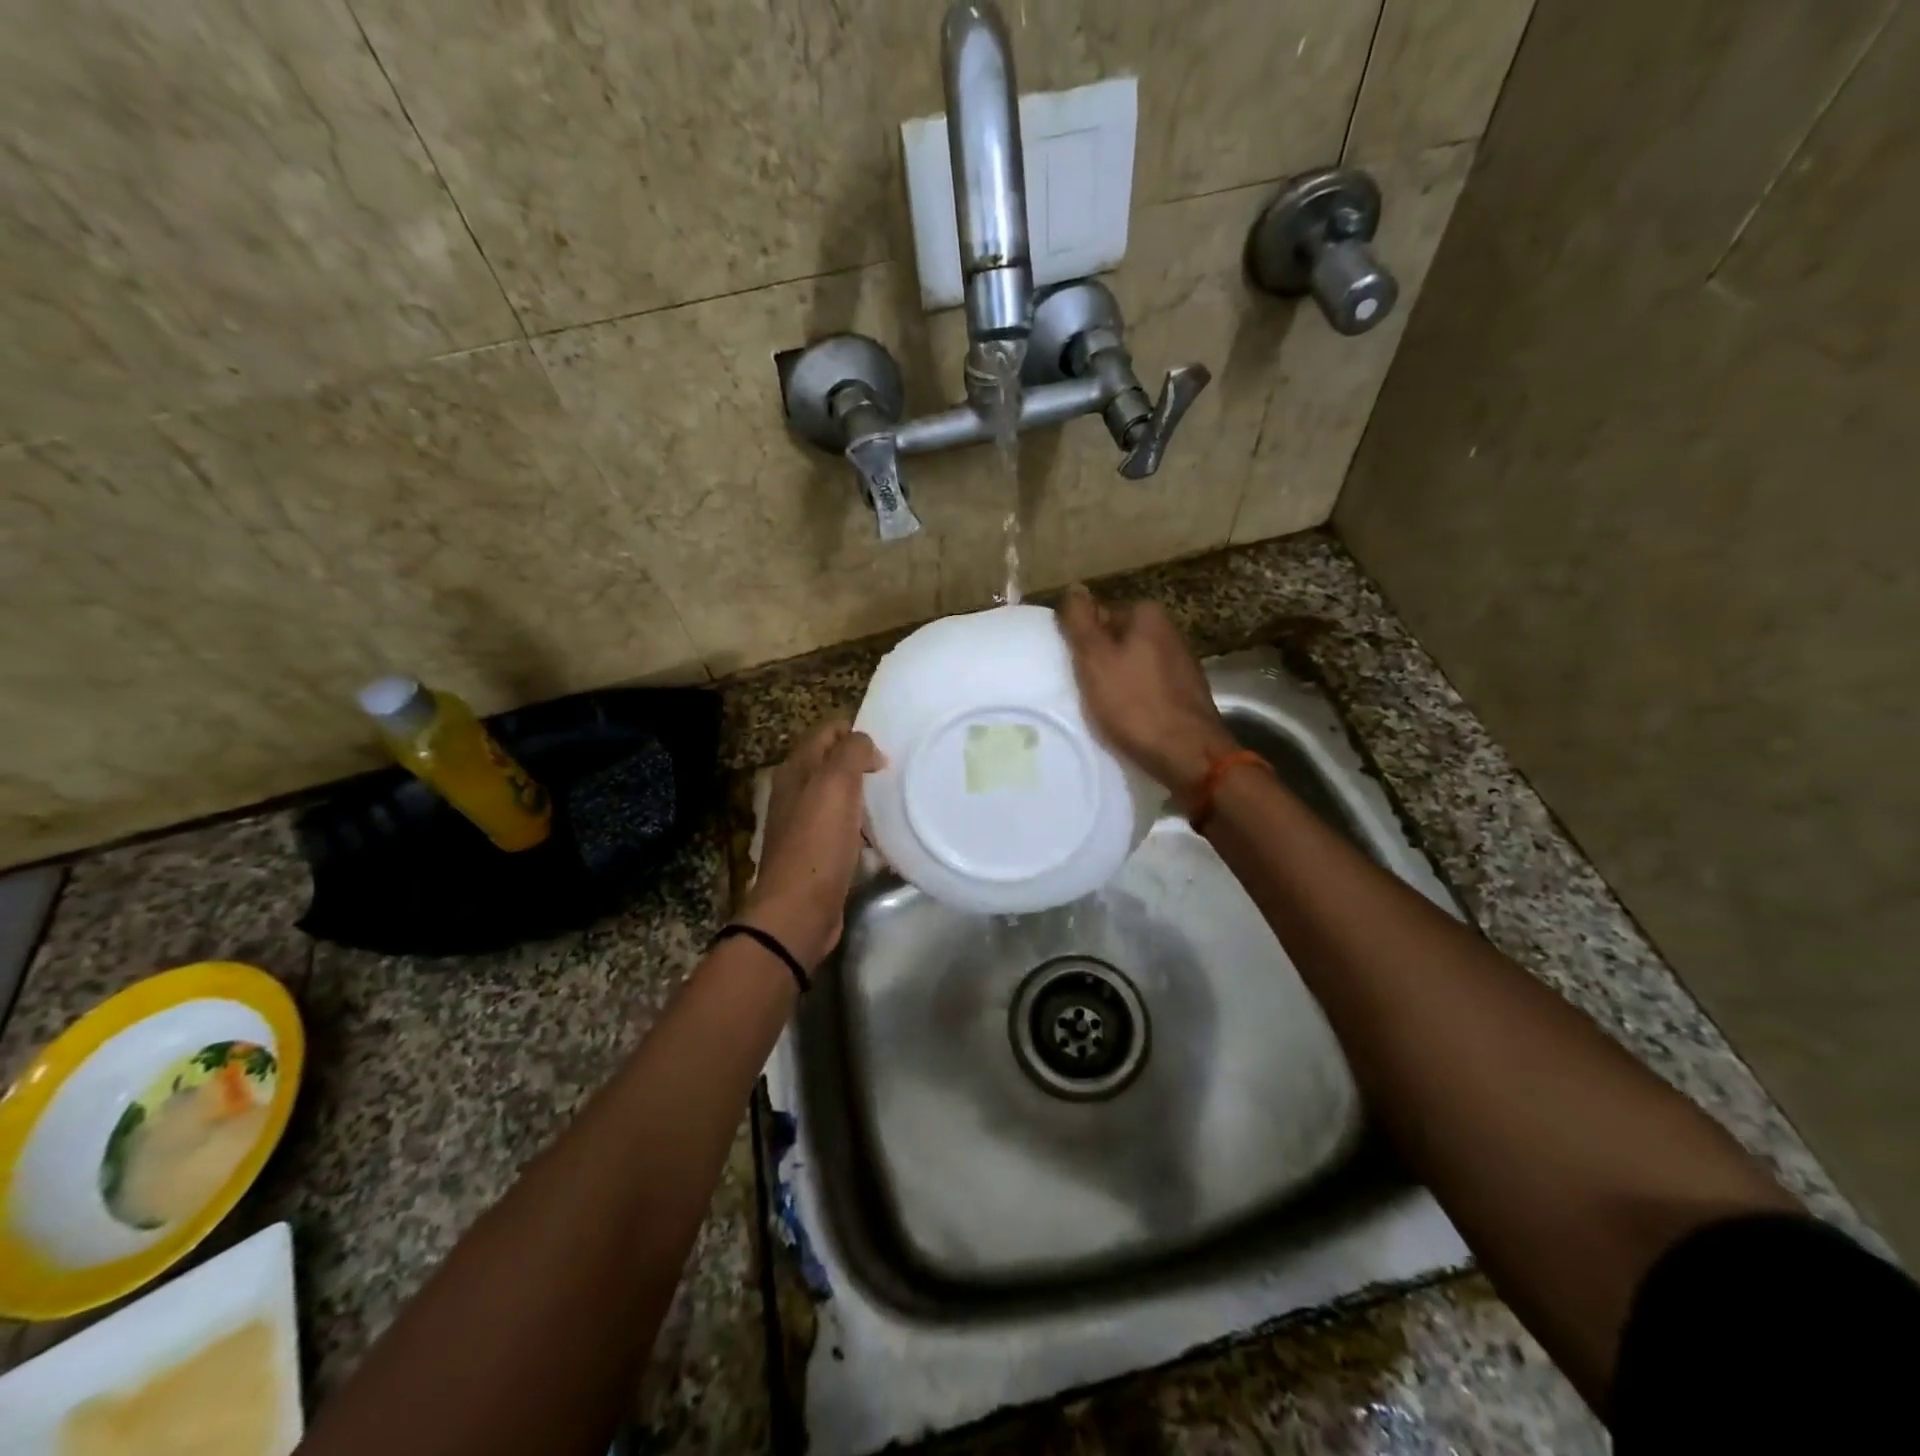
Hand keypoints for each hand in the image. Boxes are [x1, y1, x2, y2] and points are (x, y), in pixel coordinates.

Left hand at [742, 721, 882, 970]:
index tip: (888, 749)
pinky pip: (845, 828)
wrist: (799, 909)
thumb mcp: (836, 784)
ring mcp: (805, 823)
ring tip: (894, 803)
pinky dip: (863, 828)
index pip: (828, 730)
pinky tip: (881, 838)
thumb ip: (852, 752)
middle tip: (896, 774)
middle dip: (865, 763)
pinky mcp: (818, 852)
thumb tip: (866, 745)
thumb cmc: (818, 841)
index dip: (857, 732)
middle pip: (835, 763)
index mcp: (796, 769)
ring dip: (866, 797)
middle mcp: (797, 791)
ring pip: (842, 796)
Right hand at [1057, 584, 1236, 798]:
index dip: (1083, 643)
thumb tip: (1074, 587)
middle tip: (1085, 691)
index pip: (1100, 617)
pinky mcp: (1187, 694)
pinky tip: (1128, 721)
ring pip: (1134, 667)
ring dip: (1118, 684)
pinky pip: (1149, 689)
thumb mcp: (1094, 658)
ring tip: (1103, 709)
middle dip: (1101, 663)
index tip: (1075, 670)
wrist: (1188, 755)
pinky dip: (1136, 701)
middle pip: (1118, 642)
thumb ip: (1080, 621)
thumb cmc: (1134, 704)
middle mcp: (1170, 632)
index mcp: (1148, 615)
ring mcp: (1182, 664)